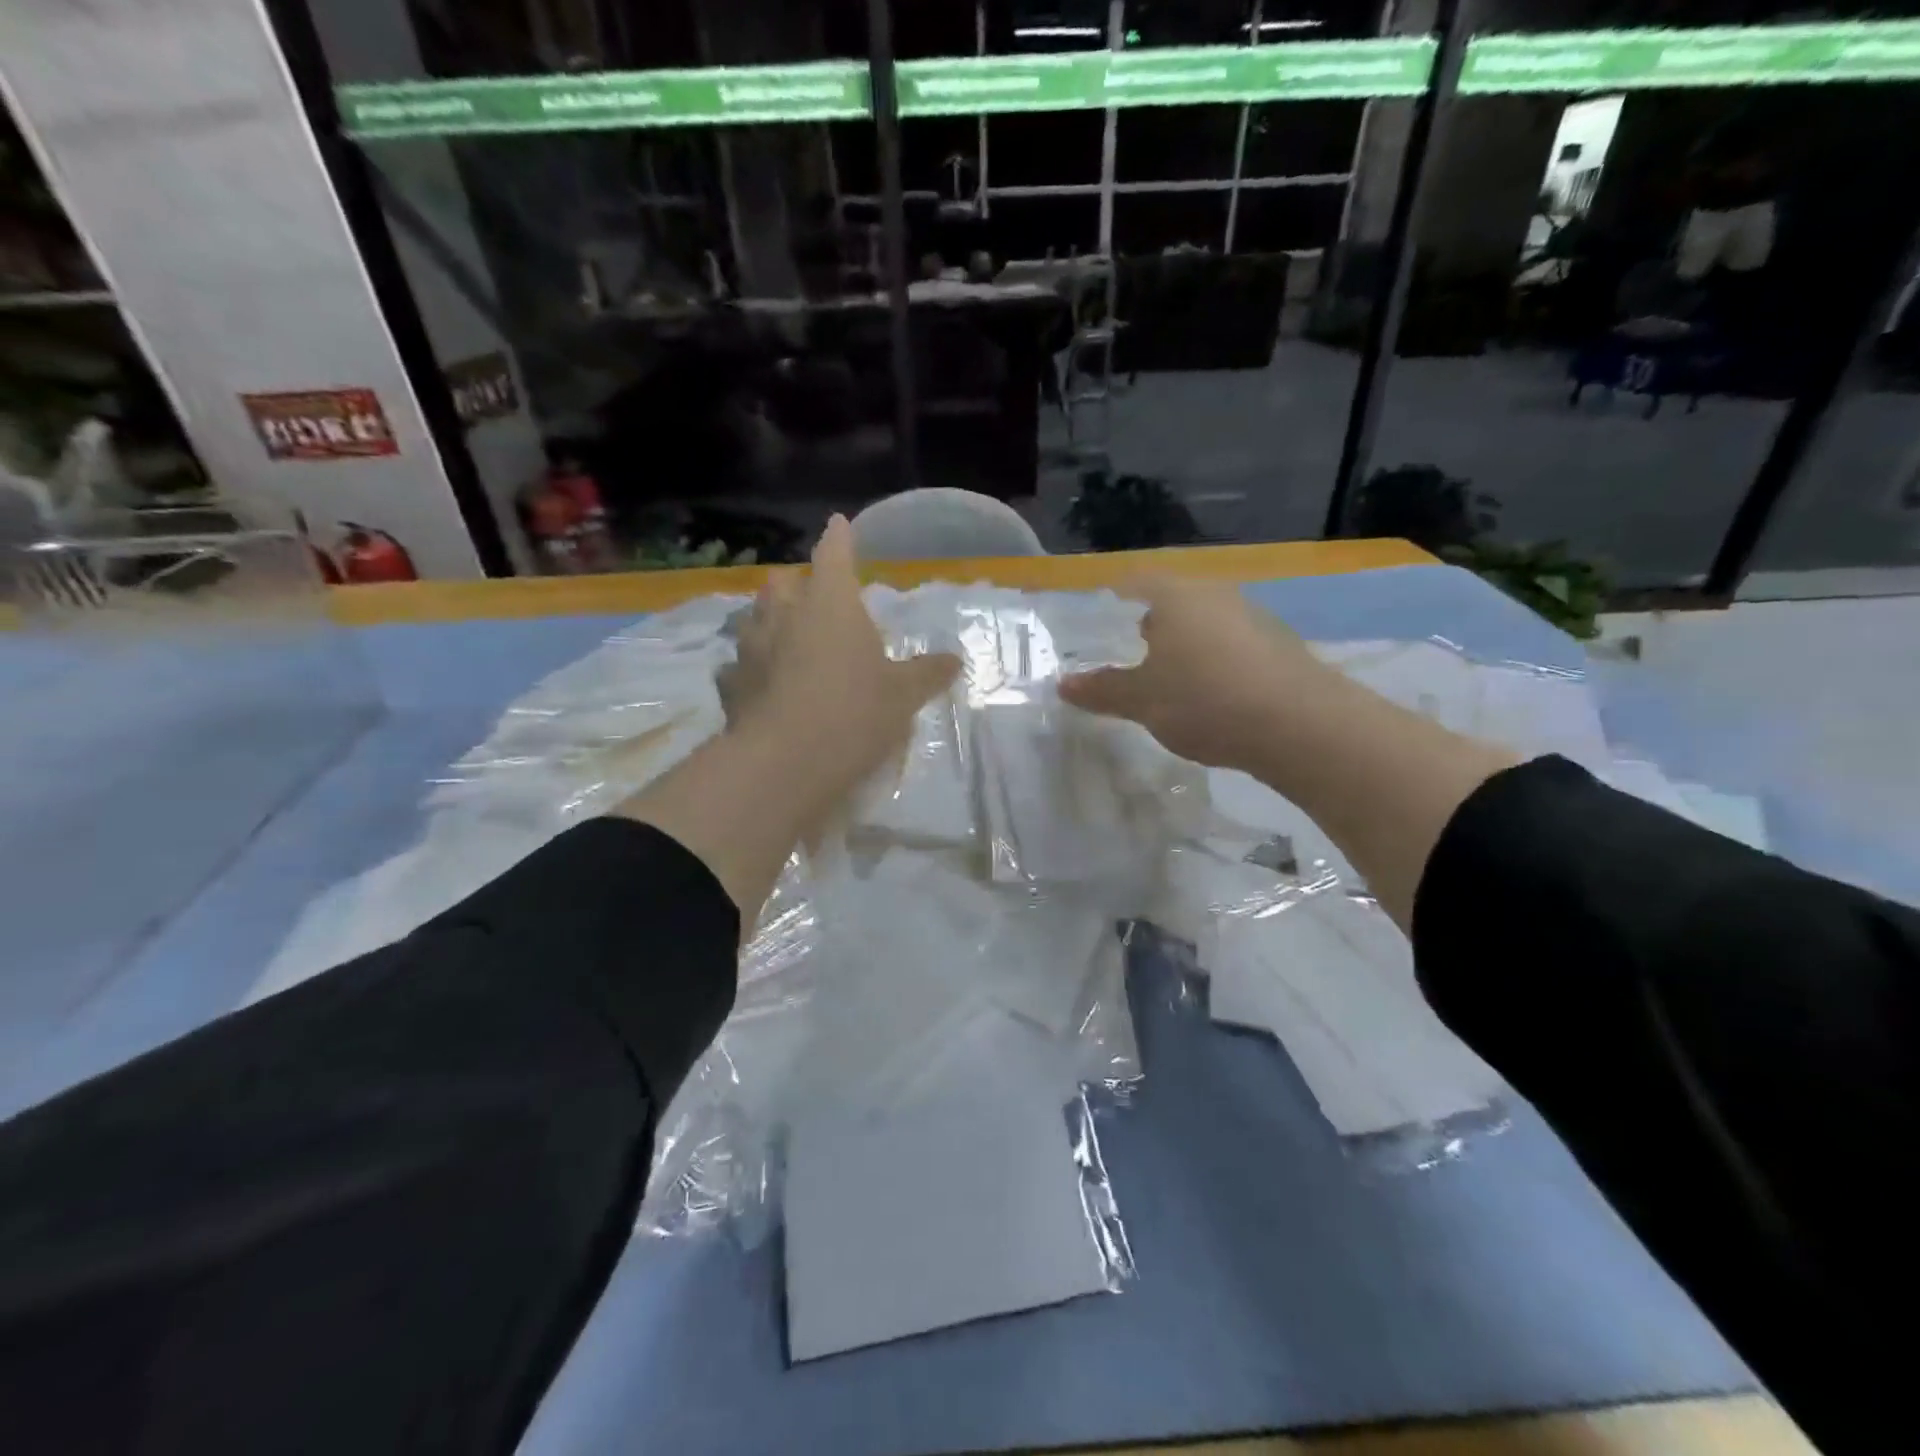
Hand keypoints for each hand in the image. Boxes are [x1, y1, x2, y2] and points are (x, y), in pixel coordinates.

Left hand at [720, 515, 959, 801]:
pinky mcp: (729, 683)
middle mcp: (784, 613)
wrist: (784, 763)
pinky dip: (750, 668)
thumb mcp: (903, 696)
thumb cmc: (854, 713)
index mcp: (830, 603)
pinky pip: (739, 664)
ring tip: (786, 639)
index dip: (839, 537)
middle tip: (814, 600)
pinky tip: (761, 685)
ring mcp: (750, 646)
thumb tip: (954, 660)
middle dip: (798, 583)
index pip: (834, 553)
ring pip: (755, 617)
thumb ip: (928, 673)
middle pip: (784, 580)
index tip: (839, 523)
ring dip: (770, 621)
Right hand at [1059, 575, 1326, 768]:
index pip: (1136, 580)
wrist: (1299, 725)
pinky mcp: (1279, 646)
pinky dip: (1214, 661)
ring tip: (1168, 678)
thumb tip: (1063, 684)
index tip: (1099, 619)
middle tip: (1128, 652)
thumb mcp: (1142, 700)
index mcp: (1176, 596)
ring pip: (1205, 622)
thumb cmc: (1204, 699)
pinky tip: (1211, 694)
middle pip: (1173, 600)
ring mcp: (1253, 617)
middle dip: (1149, 623)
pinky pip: (1232, 644)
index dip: (1115, 597)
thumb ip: (1102, 689)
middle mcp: (1216, 594)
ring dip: (1184, 643)